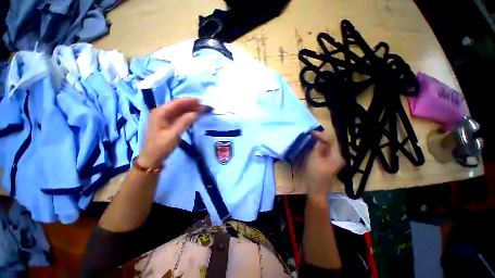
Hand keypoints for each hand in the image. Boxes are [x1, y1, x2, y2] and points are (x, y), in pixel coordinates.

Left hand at [138, 98, 201, 167]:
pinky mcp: (167, 123)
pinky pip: (178, 116)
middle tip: (203, 106)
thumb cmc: (161, 147)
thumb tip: (196, 112)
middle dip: (190, 105)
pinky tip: (193, 116)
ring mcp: (163, 118)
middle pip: (178, 106)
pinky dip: (186, 116)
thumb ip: (185, 122)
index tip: (200, 101)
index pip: (176, 103)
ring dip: (189, 110)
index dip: (189, 101)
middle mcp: (160, 113)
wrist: (152, 158)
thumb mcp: (174, 135)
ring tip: (201, 110)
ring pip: (179, 111)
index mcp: (159, 113)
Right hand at [300, 131, 344, 196]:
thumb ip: (317, 147)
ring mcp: (333, 160)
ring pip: (326, 147)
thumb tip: (317, 138)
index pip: (331, 140)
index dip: (321, 134)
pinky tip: (312, 146)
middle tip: (309, 134)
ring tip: (309, 138)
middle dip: (320, 137)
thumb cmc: (315, 175)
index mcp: (336, 156)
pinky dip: (318, 147)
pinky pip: (324, 152)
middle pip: (330, 143)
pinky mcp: (328, 163)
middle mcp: (337, 157)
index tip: (310, 132)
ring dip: (318, 142)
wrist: (316, 190)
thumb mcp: (314, 159)